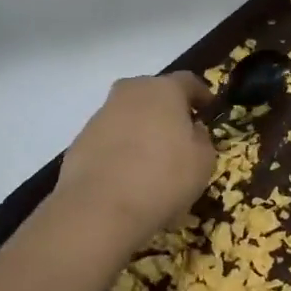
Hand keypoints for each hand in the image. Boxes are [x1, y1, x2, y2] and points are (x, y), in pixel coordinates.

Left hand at [54, 73, 216, 250]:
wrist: (99, 209)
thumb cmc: (163, 178)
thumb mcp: (203, 162)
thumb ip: (201, 139)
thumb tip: (192, 130)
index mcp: (163, 90)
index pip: (188, 81)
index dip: (201, 94)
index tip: (209, 108)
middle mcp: (130, 93)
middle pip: (153, 93)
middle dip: (167, 108)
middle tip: (179, 131)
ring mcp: (101, 116)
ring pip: (129, 115)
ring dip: (142, 129)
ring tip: (153, 158)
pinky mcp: (80, 141)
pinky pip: (110, 138)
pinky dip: (121, 149)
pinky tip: (129, 174)